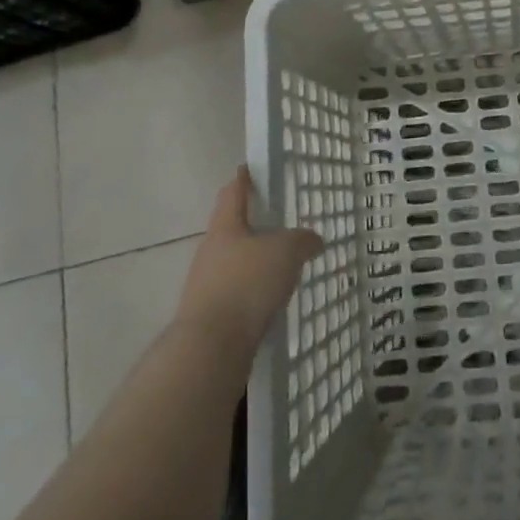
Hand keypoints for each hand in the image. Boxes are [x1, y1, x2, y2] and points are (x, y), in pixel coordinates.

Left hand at [174, 167, 322, 359]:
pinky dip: (253, 295)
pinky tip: (271, 304)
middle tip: (278, 223)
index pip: (233, 192)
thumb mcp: (285, 253)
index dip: (243, 179)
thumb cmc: (246, 285)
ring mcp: (206, 287)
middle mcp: (210, 252)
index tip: (249, 169)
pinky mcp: (210, 318)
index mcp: (225, 227)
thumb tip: (313, 239)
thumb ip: (301, 241)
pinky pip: (236, 296)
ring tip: (281, 268)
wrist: (210, 350)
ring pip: (234, 265)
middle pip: (232, 230)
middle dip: (252, 226)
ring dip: (254, 264)